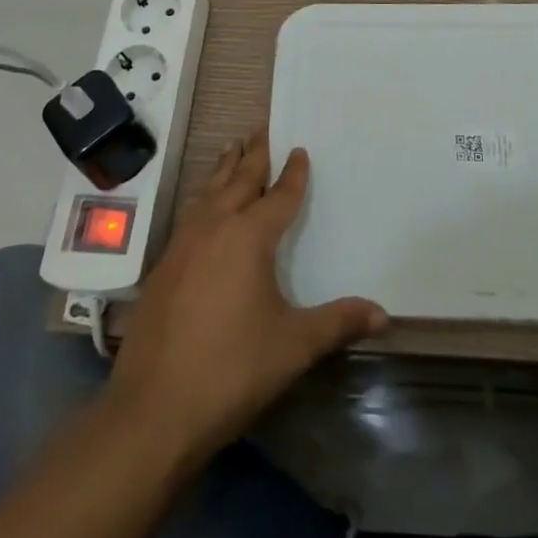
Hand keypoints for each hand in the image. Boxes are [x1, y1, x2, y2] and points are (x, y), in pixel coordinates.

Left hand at [105, 135, 386, 461]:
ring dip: (224, 169)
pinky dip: (203, 198)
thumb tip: (384, 314)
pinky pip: (190, 215)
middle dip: (254, 154)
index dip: (293, 174)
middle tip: (262, 128)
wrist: (153, 410)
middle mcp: (215, 228)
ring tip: (232, 148)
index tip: (299, 149)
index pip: (279, 196)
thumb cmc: (231, 370)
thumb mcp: (293, 346)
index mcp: (249, 237)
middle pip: (238, 180)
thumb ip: (338, 323)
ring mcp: (183, 245)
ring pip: (208, 192)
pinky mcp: (163, 267)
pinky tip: (203, 208)